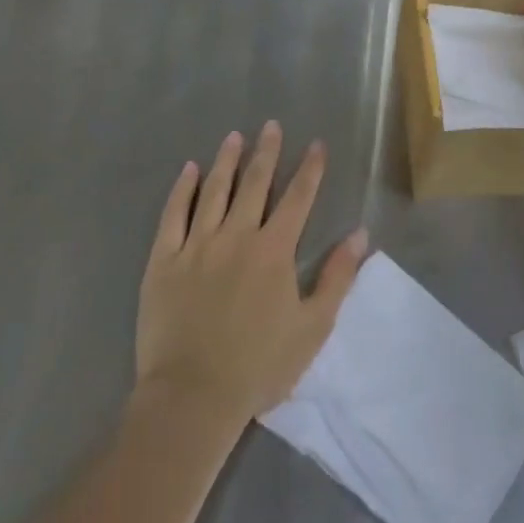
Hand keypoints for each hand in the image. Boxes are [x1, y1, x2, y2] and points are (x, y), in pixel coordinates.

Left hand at [136, 122, 367, 427]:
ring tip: (234, 136)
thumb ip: (337, 277)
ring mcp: (197, 245)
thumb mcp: (313, 326)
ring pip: (214, 191)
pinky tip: (189, 170)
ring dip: (226, 161)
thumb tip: (359, 233)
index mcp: (274, 250)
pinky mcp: (164, 260)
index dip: (310, 169)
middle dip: (267, 152)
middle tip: (271, 125)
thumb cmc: (259, 365)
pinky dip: (182, 189)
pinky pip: (173, 215)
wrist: (192, 397)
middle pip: (255, 183)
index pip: (298, 198)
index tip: (316, 144)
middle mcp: (237, 236)